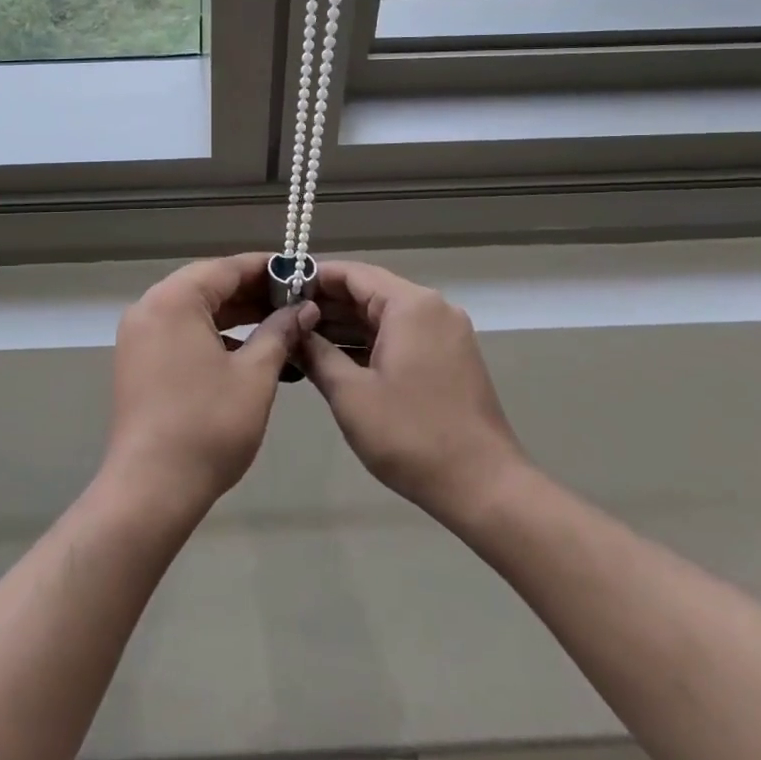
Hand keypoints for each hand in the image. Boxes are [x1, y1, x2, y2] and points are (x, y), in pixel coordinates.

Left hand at [103, 254, 319, 513]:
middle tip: (294, 300)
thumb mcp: (255, 375)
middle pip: (207, 285)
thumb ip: (280, 332)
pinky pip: (179, 331)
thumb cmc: (209, 425)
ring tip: (277, 323)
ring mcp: (139, 335)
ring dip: (233, 314)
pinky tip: (245, 349)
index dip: (266, 268)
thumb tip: (304, 309)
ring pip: (193, 309)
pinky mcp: (137, 361)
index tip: (299, 272)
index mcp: (174, 300)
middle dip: (251, 292)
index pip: (226, 268)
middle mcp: (149, 308)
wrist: (151, 487)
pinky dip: (212, 334)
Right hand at [301, 261, 526, 526]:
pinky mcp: (449, 357)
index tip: (277, 290)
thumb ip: (316, 353)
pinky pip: (401, 335)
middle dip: (326, 303)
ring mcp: (445, 333)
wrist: (483, 486)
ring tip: (300, 338)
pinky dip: (369, 341)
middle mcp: (432, 308)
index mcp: (410, 305)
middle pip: (370, 291)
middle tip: (283, 318)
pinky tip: (336, 358)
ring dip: (346, 325)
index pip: (353, 273)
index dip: (313, 278)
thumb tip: (293, 331)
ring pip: (385, 315)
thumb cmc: (410, 435)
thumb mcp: (350, 394)